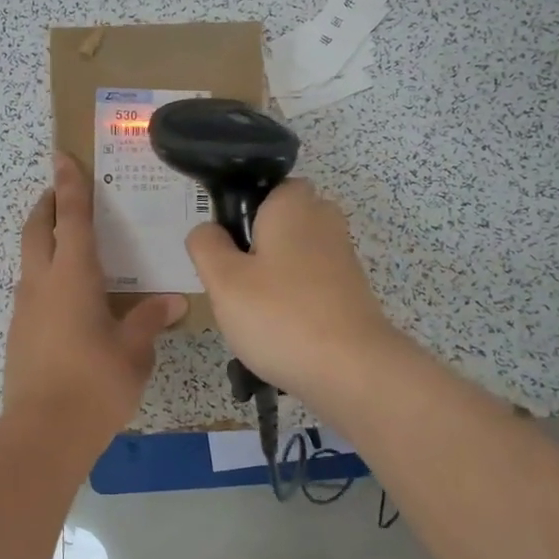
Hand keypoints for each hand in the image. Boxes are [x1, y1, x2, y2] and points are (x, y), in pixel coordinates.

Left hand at [3, 155, 187, 453]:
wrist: (43, 434)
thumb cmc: (95, 383)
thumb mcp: (133, 351)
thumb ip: (149, 320)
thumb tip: (174, 301)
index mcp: (73, 276)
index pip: (72, 217)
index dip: (70, 184)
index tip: (61, 155)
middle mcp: (42, 283)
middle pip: (38, 229)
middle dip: (47, 204)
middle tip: (61, 192)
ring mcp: (25, 309)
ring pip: (30, 259)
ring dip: (44, 239)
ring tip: (70, 242)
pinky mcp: (19, 333)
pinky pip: (31, 289)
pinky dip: (46, 275)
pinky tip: (69, 297)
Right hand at [184, 178, 400, 404]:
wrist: (352, 371)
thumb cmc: (280, 315)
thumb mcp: (223, 279)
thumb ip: (206, 245)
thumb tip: (208, 230)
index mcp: (293, 203)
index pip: (262, 187)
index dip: (238, 213)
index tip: (223, 249)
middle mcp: (323, 219)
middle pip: (276, 223)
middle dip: (254, 248)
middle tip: (233, 283)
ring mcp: (341, 256)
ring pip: (292, 255)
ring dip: (271, 278)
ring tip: (253, 314)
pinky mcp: (351, 290)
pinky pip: (309, 283)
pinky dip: (293, 300)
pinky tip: (280, 331)